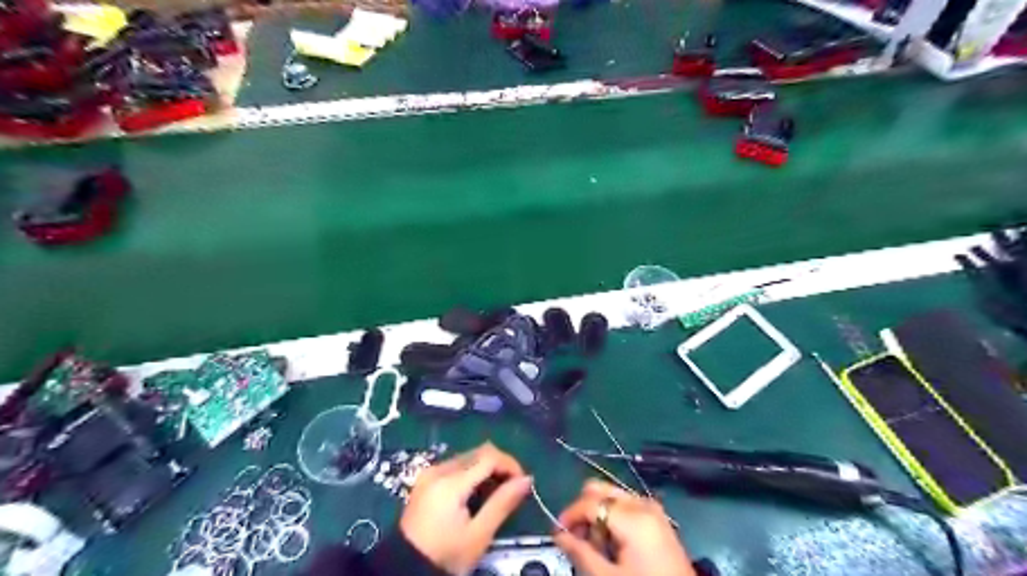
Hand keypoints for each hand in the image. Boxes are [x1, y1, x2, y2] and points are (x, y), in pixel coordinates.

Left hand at [398, 445, 534, 571]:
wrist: (405, 569)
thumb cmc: (446, 555)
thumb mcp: (479, 535)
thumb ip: (503, 503)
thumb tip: (526, 480)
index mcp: (451, 482)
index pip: (489, 456)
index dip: (510, 464)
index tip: (523, 482)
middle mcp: (439, 469)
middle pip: (478, 452)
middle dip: (500, 465)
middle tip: (512, 488)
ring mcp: (430, 473)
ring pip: (468, 457)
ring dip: (486, 468)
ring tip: (495, 493)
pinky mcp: (426, 479)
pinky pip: (456, 465)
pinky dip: (472, 473)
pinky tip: (476, 493)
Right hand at [553, 479, 696, 575]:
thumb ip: (581, 553)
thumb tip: (558, 535)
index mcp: (632, 517)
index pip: (589, 503)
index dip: (568, 515)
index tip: (556, 533)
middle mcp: (641, 503)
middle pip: (600, 490)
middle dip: (583, 510)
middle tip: (577, 538)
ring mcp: (652, 508)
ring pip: (611, 495)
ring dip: (597, 514)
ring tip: (597, 546)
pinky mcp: (658, 517)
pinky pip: (626, 505)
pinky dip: (612, 517)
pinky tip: (613, 542)